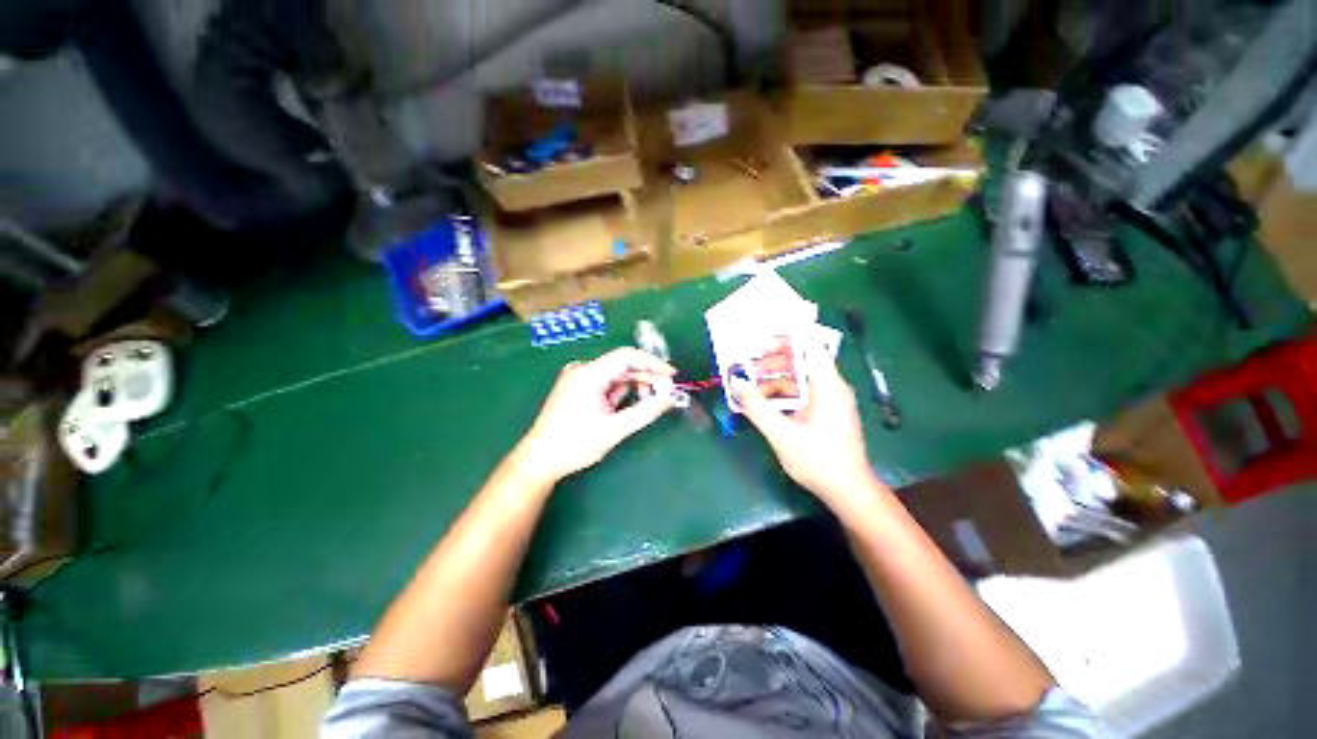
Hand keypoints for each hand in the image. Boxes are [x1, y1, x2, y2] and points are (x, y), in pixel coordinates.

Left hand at [514, 347, 676, 484]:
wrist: (539, 459)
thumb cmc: (575, 444)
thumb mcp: (615, 429)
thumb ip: (645, 412)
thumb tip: (670, 398)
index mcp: (589, 374)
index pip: (627, 356)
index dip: (652, 363)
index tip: (672, 375)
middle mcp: (582, 369)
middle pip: (621, 365)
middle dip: (645, 377)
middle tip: (663, 394)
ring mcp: (577, 378)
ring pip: (614, 374)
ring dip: (632, 386)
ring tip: (645, 403)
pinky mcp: (576, 387)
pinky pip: (604, 382)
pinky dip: (618, 392)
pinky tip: (623, 406)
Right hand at [731, 351, 883, 506]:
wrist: (847, 491)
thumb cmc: (818, 461)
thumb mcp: (781, 434)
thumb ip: (757, 407)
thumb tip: (736, 382)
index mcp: (828, 386)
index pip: (809, 348)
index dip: (785, 341)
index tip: (759, 344)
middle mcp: (832, 388)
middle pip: (802, 362)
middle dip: (773, 362)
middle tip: (747, 367)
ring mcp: (831, 401)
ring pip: (801, 379)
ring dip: (775, 380)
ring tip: (750, 386)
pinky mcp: (827, 413)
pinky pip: (803, 393)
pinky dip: (783, 394)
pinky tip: (765, 404)